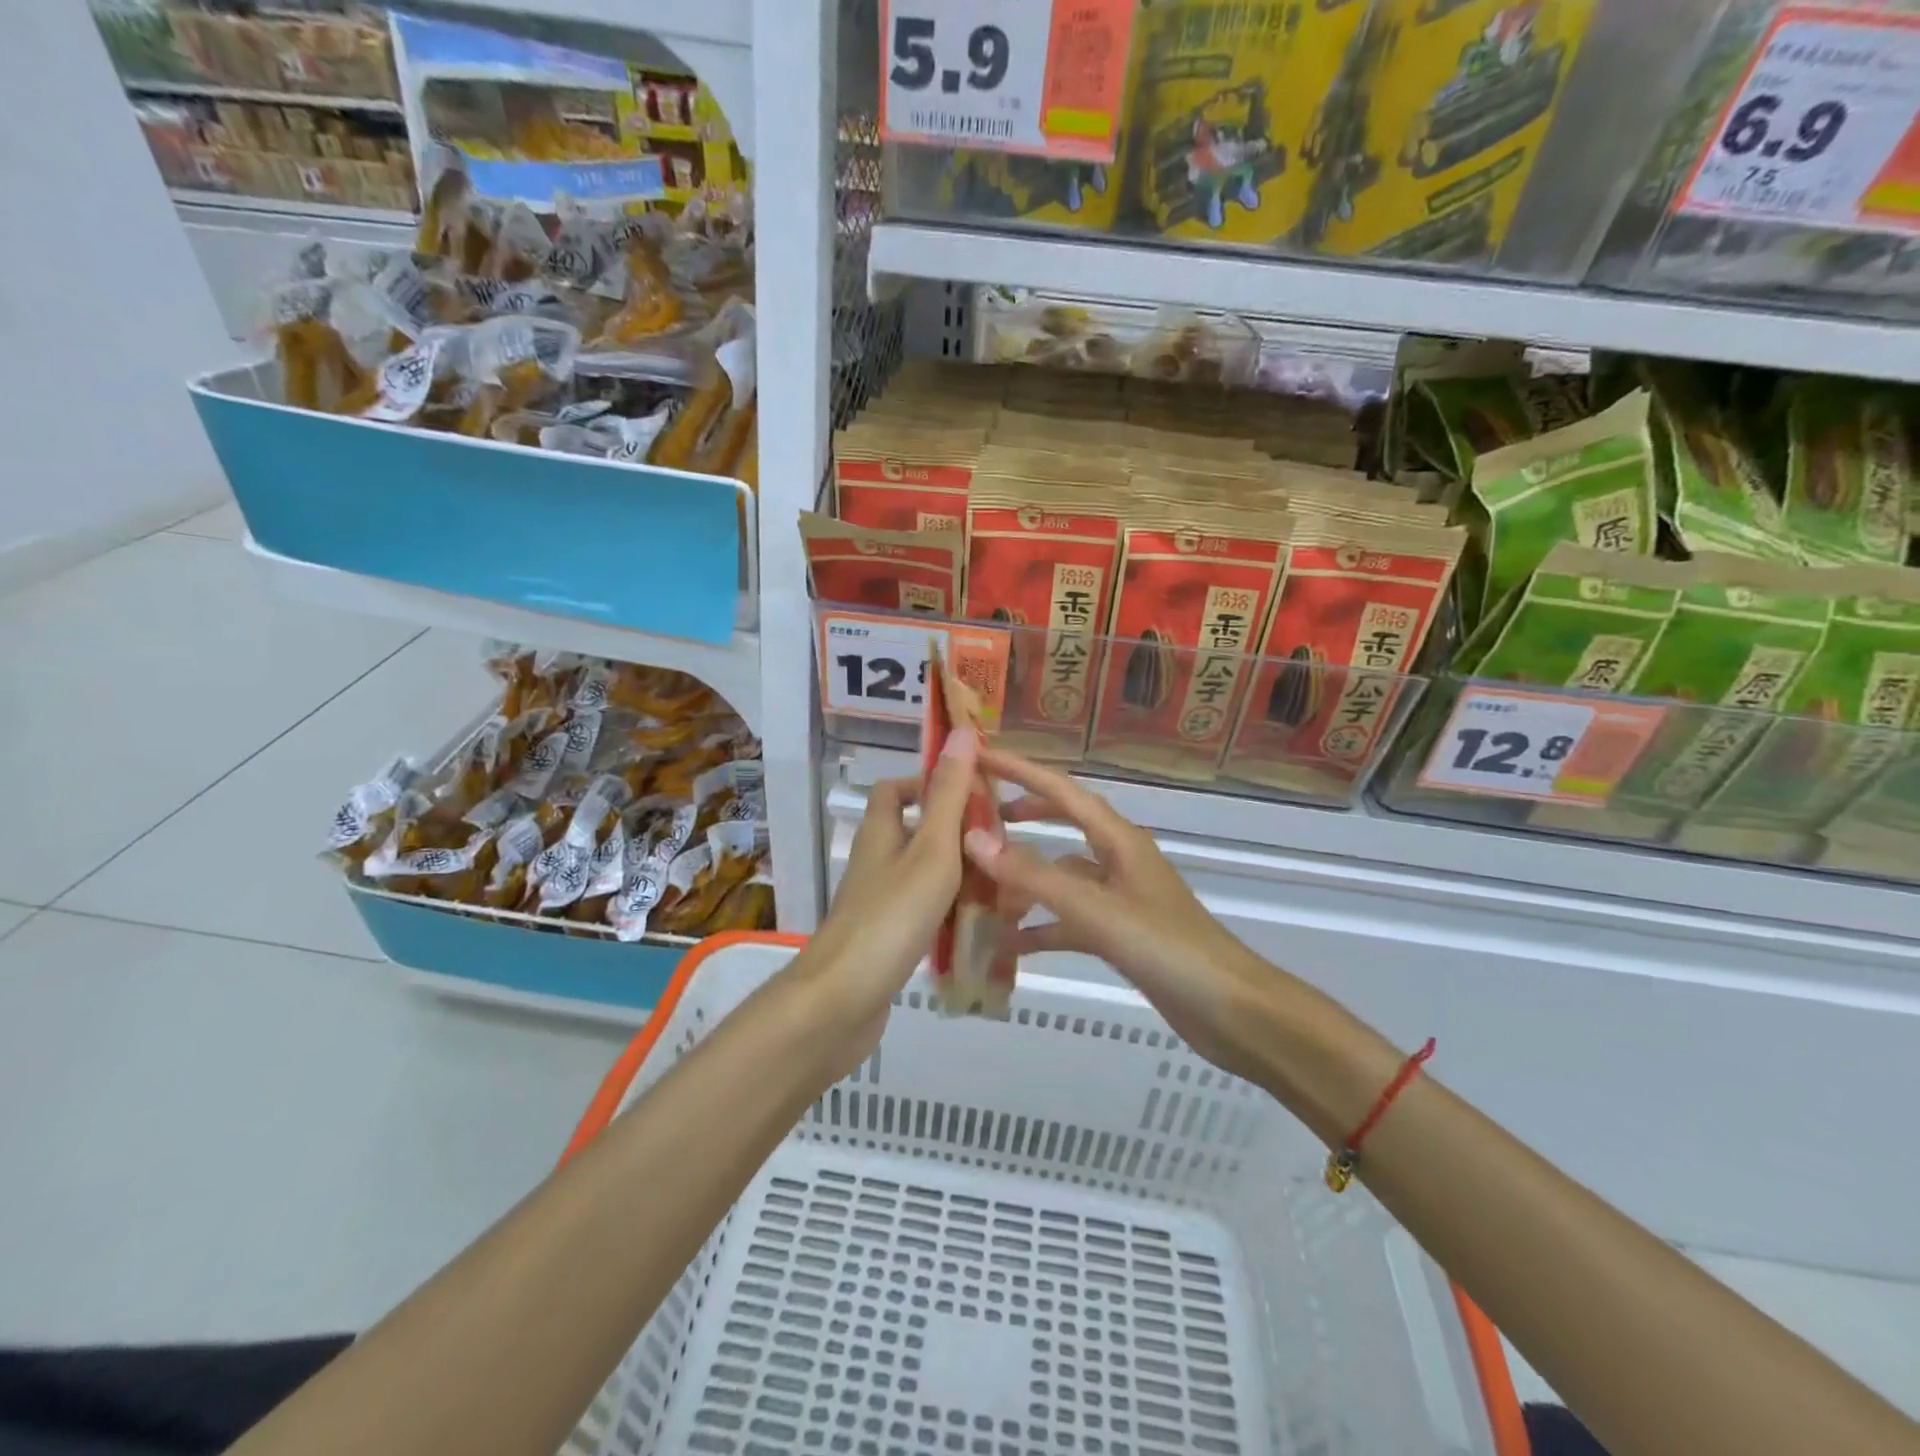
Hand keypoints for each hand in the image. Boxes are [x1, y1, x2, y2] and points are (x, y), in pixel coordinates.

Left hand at [784, 725, 980, 1068]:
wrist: (842, 1002)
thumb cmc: (891, 916)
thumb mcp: (932, 849)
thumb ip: (950, 794)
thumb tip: (963, 731)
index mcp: (881, 832)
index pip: (896, 789)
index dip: (930, 782)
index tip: (973, 792)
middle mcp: (876, 861)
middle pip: (916, 832)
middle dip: (958, 834)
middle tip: (1002, 845)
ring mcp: (879, 902)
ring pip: (924, 875)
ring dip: (960, 876)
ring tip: (1004, 886)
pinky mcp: (886, 938)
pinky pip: (924, 912)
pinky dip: (951, 913)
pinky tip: (980, 928)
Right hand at [961, 747, 1279, 1081]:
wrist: (1230, 1010)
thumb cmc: (1166, 948)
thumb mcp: (1095, 911)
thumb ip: (1034, 878)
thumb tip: (974, 839)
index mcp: (1118, 839)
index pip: (1062, 791)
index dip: (1020, 771)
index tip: (980, 756)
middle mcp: (1118, 860)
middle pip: (1065, 823)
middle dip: (1025, 814)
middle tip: (980, 815)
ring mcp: (1120, 898)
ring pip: (1063, 876)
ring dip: (1025, 880)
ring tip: (981, 888)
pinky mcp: (1121, 933)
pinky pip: (1070, 920)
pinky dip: (1041, 927)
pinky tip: (1009, 944)